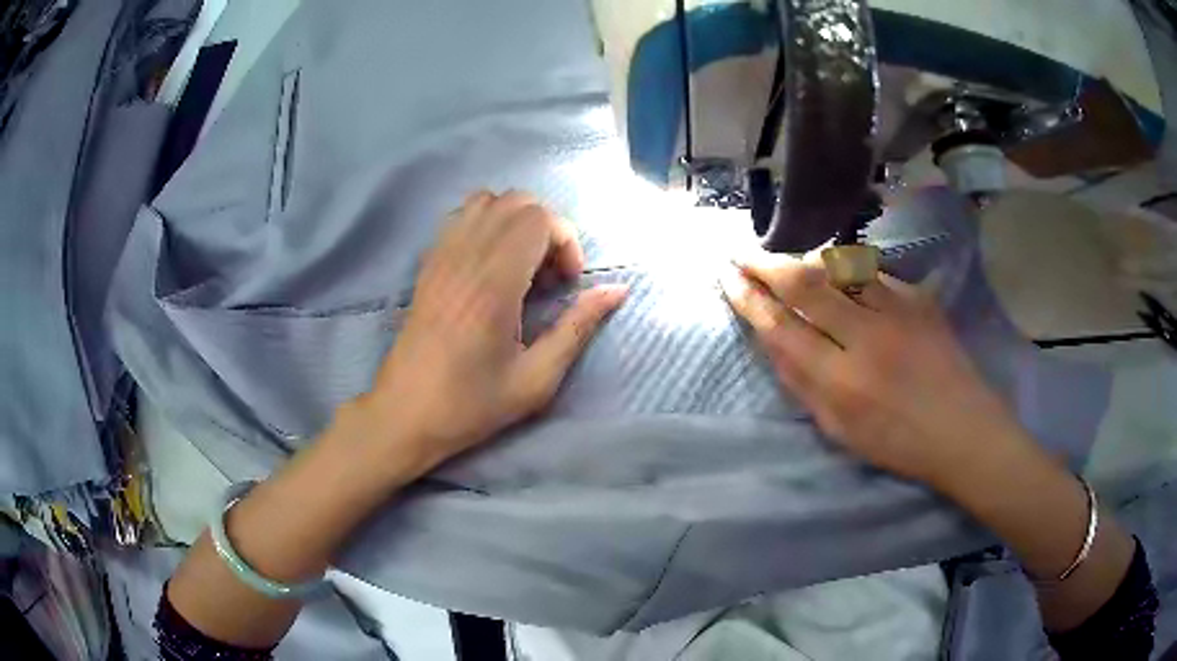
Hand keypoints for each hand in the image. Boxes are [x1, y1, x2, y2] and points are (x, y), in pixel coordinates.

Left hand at [351, 191, 626, 479]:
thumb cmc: (471, 403)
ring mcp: (441, 254)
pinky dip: (487, 225)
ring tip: (523, 266)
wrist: (405, 413)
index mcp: (494, 282)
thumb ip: (578, 327)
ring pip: (487, 201)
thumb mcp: (536, 378)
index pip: (538, 218)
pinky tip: (492, 265)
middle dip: (547, 229)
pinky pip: (461, 216)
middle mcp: (465, 255)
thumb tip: (617, 291)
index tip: (568, 283)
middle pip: (516, 201)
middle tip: (550, 276)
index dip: (566, 241)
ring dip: (516, 222)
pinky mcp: (427, 263)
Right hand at [721, 251, 1027, 486]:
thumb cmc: (898, 443)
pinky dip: (844, 268)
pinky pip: (871, 272)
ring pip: (838, 267)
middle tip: (741, 253)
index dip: (749, 299)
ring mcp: (896, 310)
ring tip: (783, 258)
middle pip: (805, 284)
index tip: (727, 278)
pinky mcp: (918, 297)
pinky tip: (835, 271)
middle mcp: (866, 337)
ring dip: (803, 258)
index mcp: (841, 381)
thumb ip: (802, 385)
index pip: (781, 327)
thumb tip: (771, 340)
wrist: (963, 430)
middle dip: (765, 264)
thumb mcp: (839, 431)